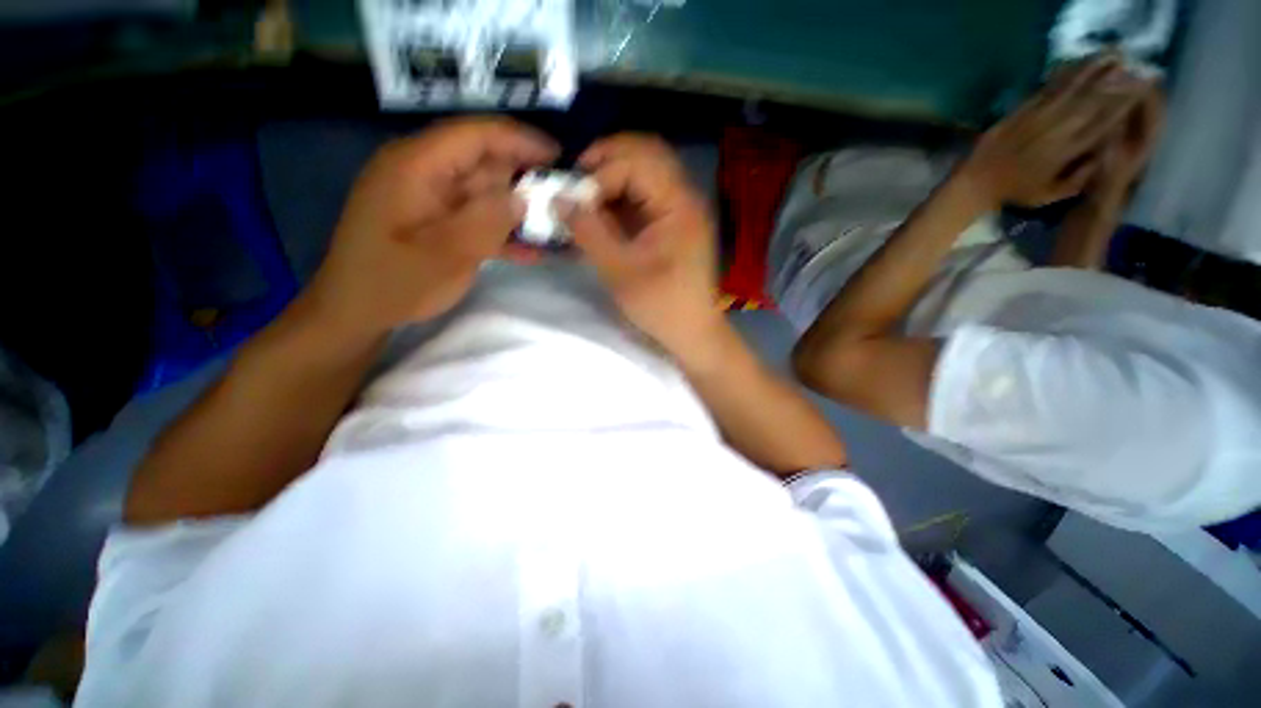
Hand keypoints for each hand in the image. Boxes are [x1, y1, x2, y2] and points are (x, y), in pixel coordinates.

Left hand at [303, 117, 556, 337]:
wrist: (356, 312)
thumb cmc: (395, 283)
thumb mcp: (446, 253)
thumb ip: (487, 220)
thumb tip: (522, 197)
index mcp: (417, 166)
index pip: (475, 135)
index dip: (519, 140)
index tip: (558, 155)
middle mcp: (423, 172)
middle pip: (482, 161)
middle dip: (523, 177)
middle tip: (561, 199)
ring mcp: (429, 198)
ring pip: (483, 192)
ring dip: (517, 208)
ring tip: (553, 225)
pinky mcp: (436, 221)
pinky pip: (475, 216)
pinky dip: (501, 230)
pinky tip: (530, 250)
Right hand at [562, 134, 725, 362]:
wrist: (692, 333)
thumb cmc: (661, 306)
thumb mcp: (619, 271)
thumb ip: (589, 232)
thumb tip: (559, 200)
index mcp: (679, 205)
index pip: (637, 162)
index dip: (601, 173)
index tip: (573, 196)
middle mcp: (684, 198)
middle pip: (646, 156)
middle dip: (606, 162)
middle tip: (576, 182)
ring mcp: (680, 211)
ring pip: (645, 174)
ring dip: (613, 179)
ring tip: (584, 198)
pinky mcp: (673, 226)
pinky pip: (645, 198)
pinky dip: (621, 199)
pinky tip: (602, 213)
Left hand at [960, 55, 1151, 207]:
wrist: (975, 183)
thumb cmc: (1014, 192)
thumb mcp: (1050, 195)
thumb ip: (1079, 179)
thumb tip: (1106, 157)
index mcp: (1068, 152)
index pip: (1105, 122)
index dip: (1125, 104)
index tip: (1143, 90)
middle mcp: (1058, 130)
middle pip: (1093, 100)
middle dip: (1117, 82)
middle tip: (1136, 67)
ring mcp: (1038, 118)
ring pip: (1072, 88)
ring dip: (1095, 69)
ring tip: (1114, 55)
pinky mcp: (1021, 111)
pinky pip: (1047, 88)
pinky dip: (1065, 74)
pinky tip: (1078, 63)